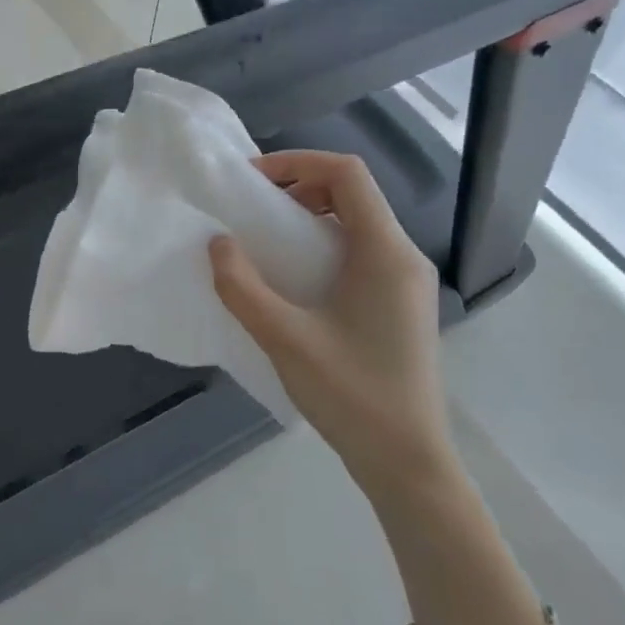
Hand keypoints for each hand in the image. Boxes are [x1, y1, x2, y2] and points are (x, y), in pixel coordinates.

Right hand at [209, 151, 452, 498]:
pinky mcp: (400, 306)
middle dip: (300, 188)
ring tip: (267, 242)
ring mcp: (407, 283)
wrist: (407, 462)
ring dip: (311, 219)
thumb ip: (243, 288)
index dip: (298, 162)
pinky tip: (294, 281)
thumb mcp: (286, 340)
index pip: (348, 174)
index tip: (252, 181)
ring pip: (358, 224)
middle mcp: (403, 257)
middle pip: (354, 194)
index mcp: (385, 252)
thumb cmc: (352, 396)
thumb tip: (217, 244)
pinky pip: (361, 254)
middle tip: (254, 210)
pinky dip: (324, 247)